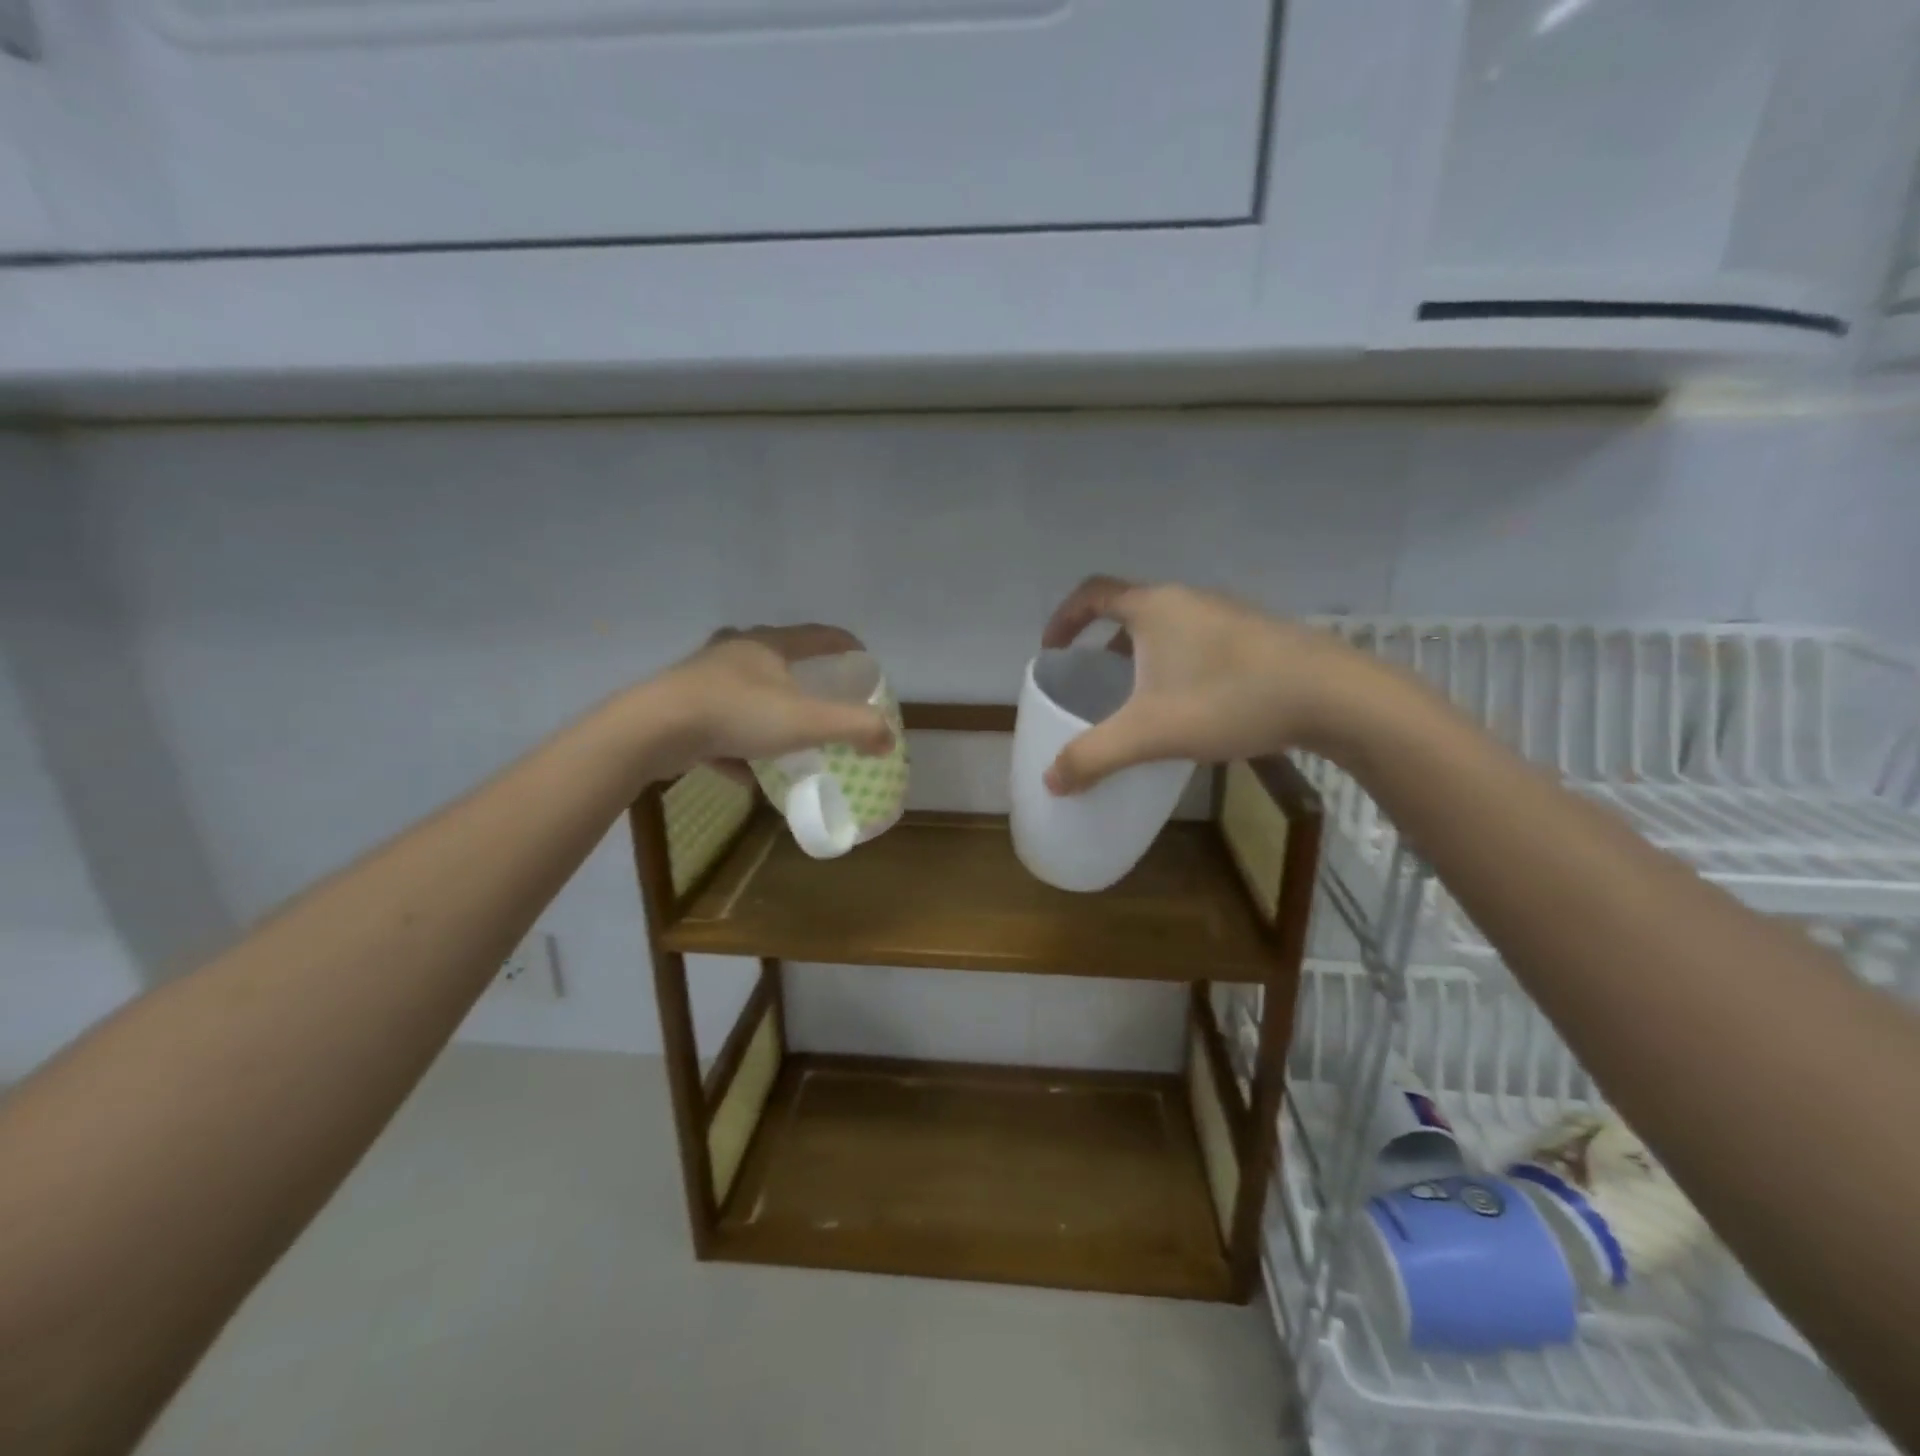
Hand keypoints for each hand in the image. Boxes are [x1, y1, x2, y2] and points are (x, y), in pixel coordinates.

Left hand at [652, 624, 892, 777]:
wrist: (655, 730)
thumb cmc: (738, 714)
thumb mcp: (807, 722)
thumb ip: (854, 727)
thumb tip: (889, 737)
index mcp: (768, 645)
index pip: (818, 635)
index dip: (844, 643)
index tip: (863, 656)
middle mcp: (736, 652)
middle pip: (779, 657)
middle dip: (804, 675)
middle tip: (824, 694)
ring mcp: (705, 678)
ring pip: (747, 690)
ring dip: (769, 709)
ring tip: (786, 732)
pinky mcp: (682, 706)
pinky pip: (721, 723)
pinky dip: (737, 742)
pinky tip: (745, 769)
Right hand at [1039, 576, 1358, 792]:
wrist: (1332, 695)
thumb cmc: (1228, 700)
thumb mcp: (1150, 733)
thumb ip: (1094, 756)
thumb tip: (1051, 781)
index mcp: (1153, 607)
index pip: (1092, 594)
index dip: (1064, 618)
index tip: (1051, 648)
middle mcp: (1187, 599)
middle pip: (1130, 610)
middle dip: (1103, 643)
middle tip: (1094, 681)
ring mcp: (1226, 614)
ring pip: (1167, 627)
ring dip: (1143, 655)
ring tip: (1139, 697)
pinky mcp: (1255, 635)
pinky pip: (1198, 641)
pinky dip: (1177, 664)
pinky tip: (1191, 704)